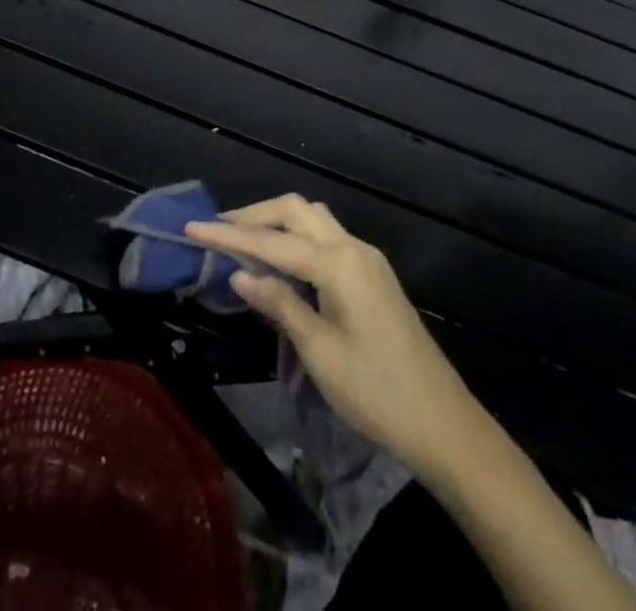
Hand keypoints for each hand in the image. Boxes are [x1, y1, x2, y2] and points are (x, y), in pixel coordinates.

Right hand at [185, 196, 485, 477]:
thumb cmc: (377, 393)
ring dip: (277, 222)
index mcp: (338, 263)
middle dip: (254, 215)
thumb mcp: (320, 352)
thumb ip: (280, 303)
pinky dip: (297, 239)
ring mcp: (367, 259)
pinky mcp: (373, 275)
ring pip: (313, 219)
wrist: (445, 425)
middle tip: (216, 230)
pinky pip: (327, 238)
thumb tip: (240, 273)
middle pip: (295, 211)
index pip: (272, 241)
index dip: (228, 235)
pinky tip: (280, 261)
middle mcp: (353, 247)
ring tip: (243, 240)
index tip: (191, 228)